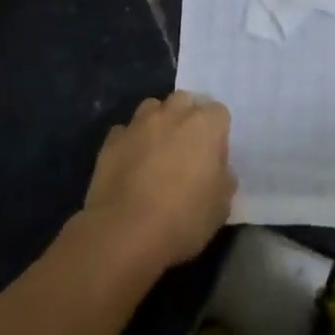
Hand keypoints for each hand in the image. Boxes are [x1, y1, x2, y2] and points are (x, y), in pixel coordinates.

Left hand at [80, 92, 235, 272]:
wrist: (125, 233)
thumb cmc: (183, 219)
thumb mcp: (221, 206)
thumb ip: (223, 178)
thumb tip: (217, 170)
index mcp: (205, 125)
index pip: (219, 113)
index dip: (218, 134)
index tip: (213, 158)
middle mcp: (172, 114)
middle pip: (184, 101)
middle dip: (187, 117)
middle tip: (186, 149)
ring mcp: (138, 124)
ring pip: (152, 108)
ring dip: (158, 123)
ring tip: (157, 151)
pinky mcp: (111, 140)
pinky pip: (125, 131)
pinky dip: (130, 142)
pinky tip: (130, 165)